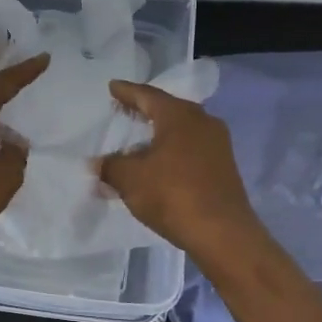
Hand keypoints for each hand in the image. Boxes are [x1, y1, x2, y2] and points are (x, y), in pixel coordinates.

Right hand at [95, 79, 267, 264]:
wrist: (222, 233)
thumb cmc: (172, 194)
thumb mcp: (130, 179)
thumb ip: (110, 166)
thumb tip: (97, 163)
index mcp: (179, 115)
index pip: (147, 95)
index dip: (127, 92)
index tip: (113, 87)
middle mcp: (202, 121)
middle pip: (167, 109)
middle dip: (144, 110)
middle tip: (124, 109)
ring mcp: (217, 144)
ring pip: (181, 130)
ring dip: (159, 133)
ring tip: (139, 139)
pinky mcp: (224, 167)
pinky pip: (191, 149)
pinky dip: (172, 150)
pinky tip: (159, 164)